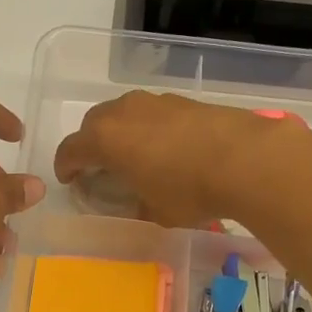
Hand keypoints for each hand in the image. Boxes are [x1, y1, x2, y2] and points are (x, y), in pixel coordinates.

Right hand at [52, 92, 308, 226]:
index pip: (71, 150)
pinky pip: (152, 112)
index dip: (66, 167)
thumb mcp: (155, 211)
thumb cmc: (189, 191)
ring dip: (120, 132)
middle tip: (99, 166)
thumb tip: (137, 201)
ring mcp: (155, 102)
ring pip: (124, 113)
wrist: (246, 159)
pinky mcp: (183, 100)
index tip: (70, 180)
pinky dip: (148, 128)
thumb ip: (136, 203)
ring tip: (133, 155)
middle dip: (91, 144)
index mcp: (105, 139)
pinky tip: (165, 147)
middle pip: (94, 123)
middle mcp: (123, 112)